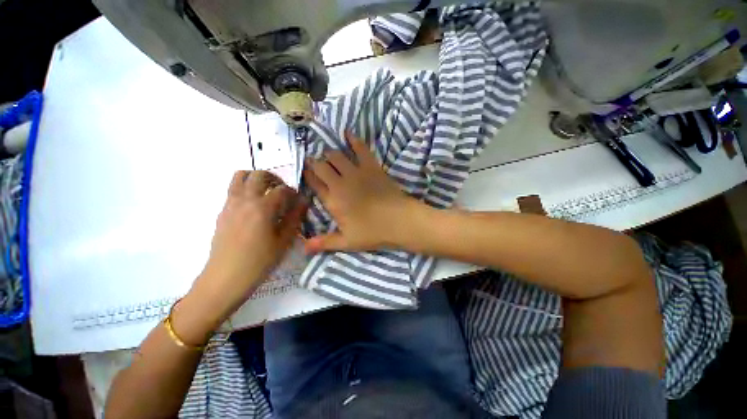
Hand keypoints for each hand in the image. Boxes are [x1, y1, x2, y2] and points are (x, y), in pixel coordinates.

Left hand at [191, 170, 305, 319]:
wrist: (225, 278)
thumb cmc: (260, 262)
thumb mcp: (284, 240)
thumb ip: (295, 217)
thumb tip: (304, 201)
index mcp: (262, 207)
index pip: (282, 189)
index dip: (293, 192)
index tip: (299, 201)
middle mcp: (244, 200)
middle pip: (259, 175)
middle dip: (274, 178)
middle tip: (283, 191)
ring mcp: (230, 204)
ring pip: (240, 176)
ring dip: (256, 178)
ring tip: (266, 191)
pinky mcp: (222, 212)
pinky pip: (233, 189)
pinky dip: (245, 188)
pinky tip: (254, 206)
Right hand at [303, 132, 420, 253]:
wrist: (399, 221)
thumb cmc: (373, 233)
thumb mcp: (347, 242)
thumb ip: (324, 243)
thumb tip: (302, 248)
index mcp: (333, 201)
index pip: (314, 184)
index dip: (308, 176)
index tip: (305, 171)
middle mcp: (340, 183)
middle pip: (322, 166)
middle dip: (316, 162)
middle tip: (315, 162)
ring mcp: (356, 173)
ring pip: (336, 156)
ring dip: (330, 153)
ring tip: (328, 154)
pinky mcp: (372, 167)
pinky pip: (360, 149)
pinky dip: (353, 139)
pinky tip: (347, 133)